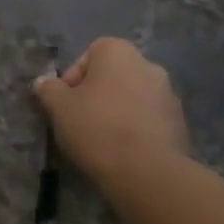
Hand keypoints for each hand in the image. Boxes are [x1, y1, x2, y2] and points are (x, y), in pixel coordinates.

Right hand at [34, 38, 189, 188]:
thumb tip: (43, 82)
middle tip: (82, 121)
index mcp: (118, 52)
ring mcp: (169, 94)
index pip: (89, 55)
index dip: (73, 79)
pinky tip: (125, 152)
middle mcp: (147, 64)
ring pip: (133, 97)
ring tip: (103, 141)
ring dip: (119, 111)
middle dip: (98, 95)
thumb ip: (49, 89)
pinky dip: (137, 129)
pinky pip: (150, 119)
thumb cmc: (97, 128)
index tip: (66, 104)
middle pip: (113, 76)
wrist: (147, 172)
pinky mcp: (180, 123)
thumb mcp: (59, 107)